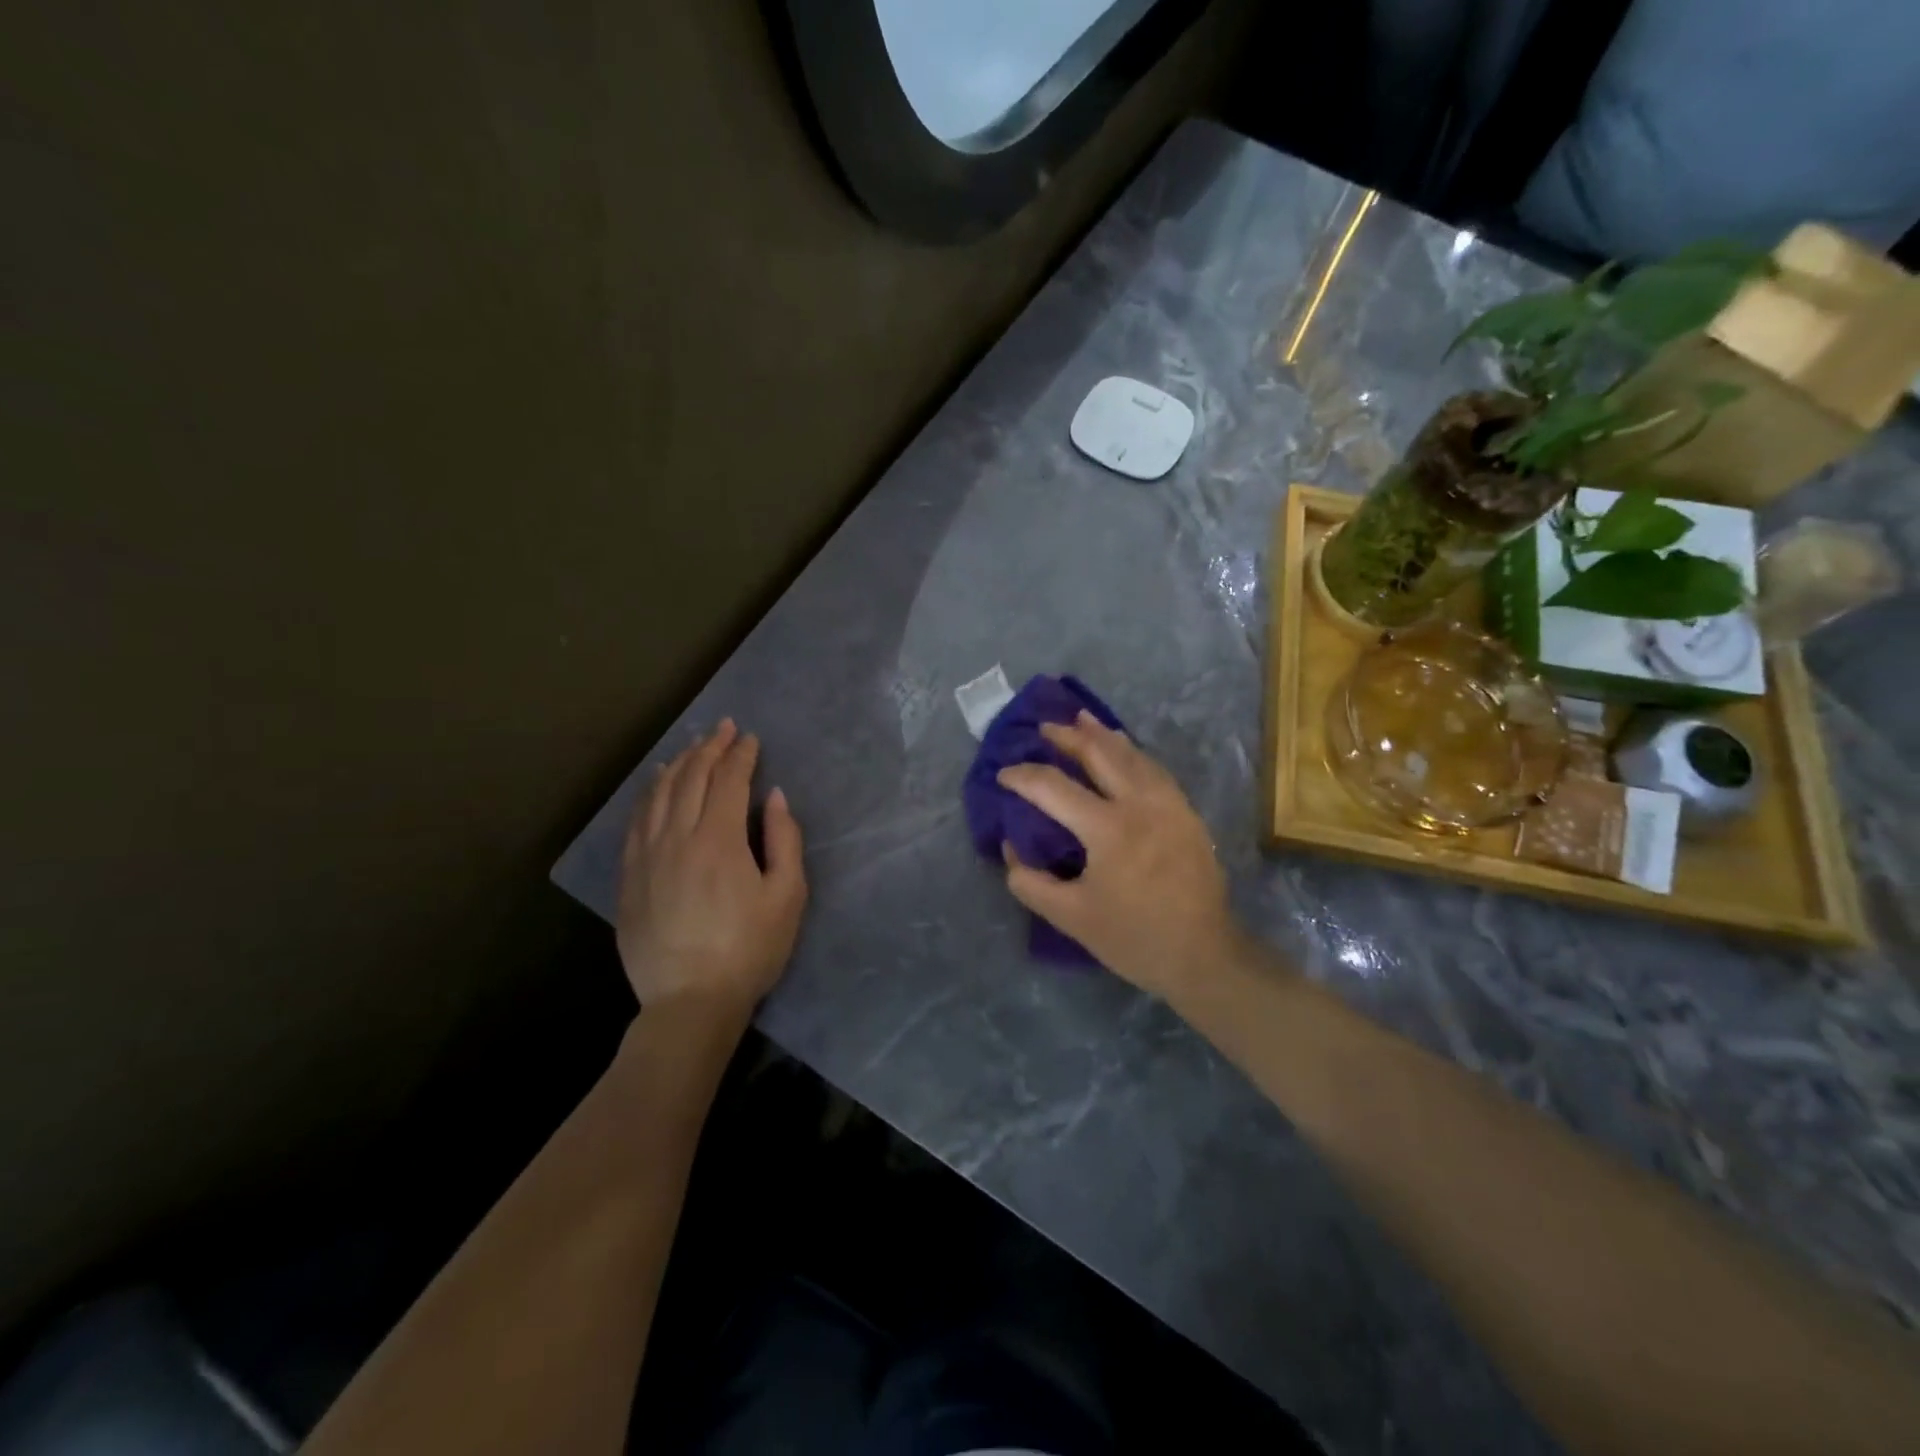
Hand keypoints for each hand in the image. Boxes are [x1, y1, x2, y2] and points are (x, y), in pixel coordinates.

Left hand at [617, 720, 806, 1023]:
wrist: (689, 1001)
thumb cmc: (749, 950)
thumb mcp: (787, 896)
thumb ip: (784, 840)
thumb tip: (774, 797)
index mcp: (719, 840)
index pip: (729, 780)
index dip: (741, 754)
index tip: (750, 737)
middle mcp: (677, 837)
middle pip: (691, 778)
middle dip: (709, 748)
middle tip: (723, 729)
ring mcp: (646, 855)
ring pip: (659, 794)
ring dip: (678, 764)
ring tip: (692, 748)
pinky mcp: (629, 876)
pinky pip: (636, 820)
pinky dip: (649, 794)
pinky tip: (657, 785)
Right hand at [997, 712, 1240, 1001]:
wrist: (1204, 955)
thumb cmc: (1134, 938)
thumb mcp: (1071, 918)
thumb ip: (1031, 882)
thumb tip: (1011, 847)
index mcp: (1108, 829)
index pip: (1054, 787)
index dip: (1023, 776)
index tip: (1003, 775)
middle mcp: (1140, 804)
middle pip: (1099, 754)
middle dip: (1068, 737)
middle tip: (1044, 727)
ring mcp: (1170, 804)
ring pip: (1133, 755)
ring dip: (1103, 735)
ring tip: (1081, 719)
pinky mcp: (1187, 813)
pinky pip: (1155, 769)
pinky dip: (1132, 753)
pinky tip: (1124, 749)